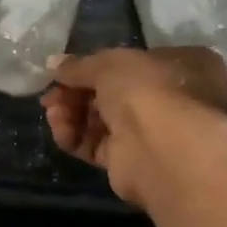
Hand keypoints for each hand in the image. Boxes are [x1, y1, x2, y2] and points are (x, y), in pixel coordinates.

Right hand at [41, 47, 226, 205]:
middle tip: (50, 95)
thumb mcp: (108, 64)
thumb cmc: (144, 88)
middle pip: (109, 94)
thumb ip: (78, 65)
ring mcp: (147, 134)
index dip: (95, 66)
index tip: (65, 71)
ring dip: (71, 114)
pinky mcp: (129, 163)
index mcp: (175, 67)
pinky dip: (74, 137)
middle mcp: (166, 100)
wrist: (161, 146)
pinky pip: (95, 146)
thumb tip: (52, 64)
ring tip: (52, 111)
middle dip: (75, 93)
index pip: (129, 64)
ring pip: (99, 121)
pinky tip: (60, 129)